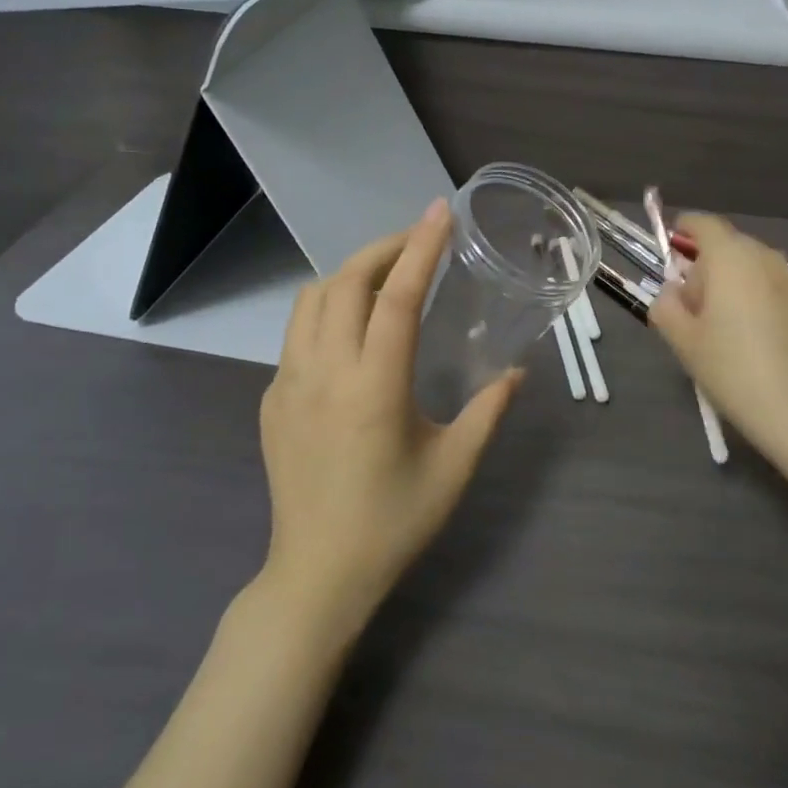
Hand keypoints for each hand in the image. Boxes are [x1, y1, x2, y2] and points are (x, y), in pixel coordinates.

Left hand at [257, 198, 520, 639]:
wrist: (316, 577)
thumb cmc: (393, 522)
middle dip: (386, 248)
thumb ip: (488, 411)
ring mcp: (288, 383)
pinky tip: (354, 330)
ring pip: (313, 298)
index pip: (397, 297)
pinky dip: (328, 308)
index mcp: (374, 388)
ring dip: (351, 274)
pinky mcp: (271, 398)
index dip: (421, 247)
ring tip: (387, 278)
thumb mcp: (454, 467)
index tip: (440, 210)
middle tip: (420, 241)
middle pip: (347, 281)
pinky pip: (298, 331)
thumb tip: (516, 371)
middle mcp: (324, 373)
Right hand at [648, 213, 787, 468]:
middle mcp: (763, 256)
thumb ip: (666, 305)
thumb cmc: (730, 366)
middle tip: (690, 303)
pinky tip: (748, 332)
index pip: (703, 224)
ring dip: (731, 279)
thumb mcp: (682, 338)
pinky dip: (753, 294)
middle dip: (706, 264)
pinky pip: (769, 283)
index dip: (685, 228)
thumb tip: (671, 292)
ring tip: (720, 322)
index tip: (672, 241)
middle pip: (727, 245)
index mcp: (729, 256)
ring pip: (750, 265)